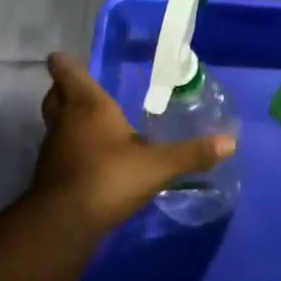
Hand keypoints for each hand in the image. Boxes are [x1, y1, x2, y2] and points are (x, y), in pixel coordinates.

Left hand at [31, 53, 235, 240]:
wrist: (64, 225)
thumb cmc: (108, 178)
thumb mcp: (157, 165)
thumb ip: (191, 153)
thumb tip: (231, 141)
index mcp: (88, 106)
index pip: (67, 73)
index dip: (64, 63)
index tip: (60, 56)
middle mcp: (65, 122)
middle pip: (54, 96)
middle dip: (62, 89)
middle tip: (76, 87)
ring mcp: (53, 150)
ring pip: (55, 124)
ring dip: (66, 120)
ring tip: (88, 123)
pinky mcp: (49, 177)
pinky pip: (59, 152)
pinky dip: (69, 149)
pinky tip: (89, 159)